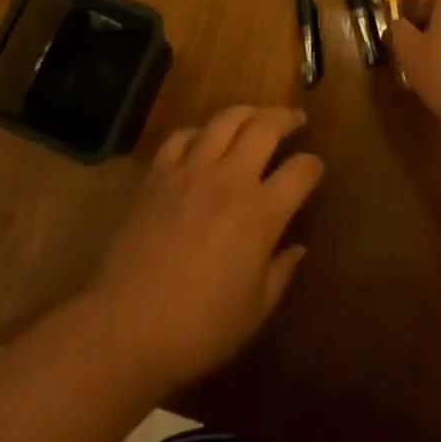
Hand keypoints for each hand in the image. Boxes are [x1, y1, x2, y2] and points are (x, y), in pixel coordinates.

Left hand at [87, 106, 323, 396]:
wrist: (125, 328)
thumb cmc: (198, 329)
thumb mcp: (254, 311)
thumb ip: (281, 272)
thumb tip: (299, 249)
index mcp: (261, 214)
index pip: (300, 170)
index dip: (314, 165)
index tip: (316, 168)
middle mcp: (229, 179)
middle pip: (265, 127)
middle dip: (286, 118)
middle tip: (296, 119)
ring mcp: (190, 171)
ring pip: (225, 120)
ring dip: (247, 112)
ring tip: (255, 117)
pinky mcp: (158, 174)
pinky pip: (181, 136)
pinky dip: (198, 132)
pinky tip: (202, 140)